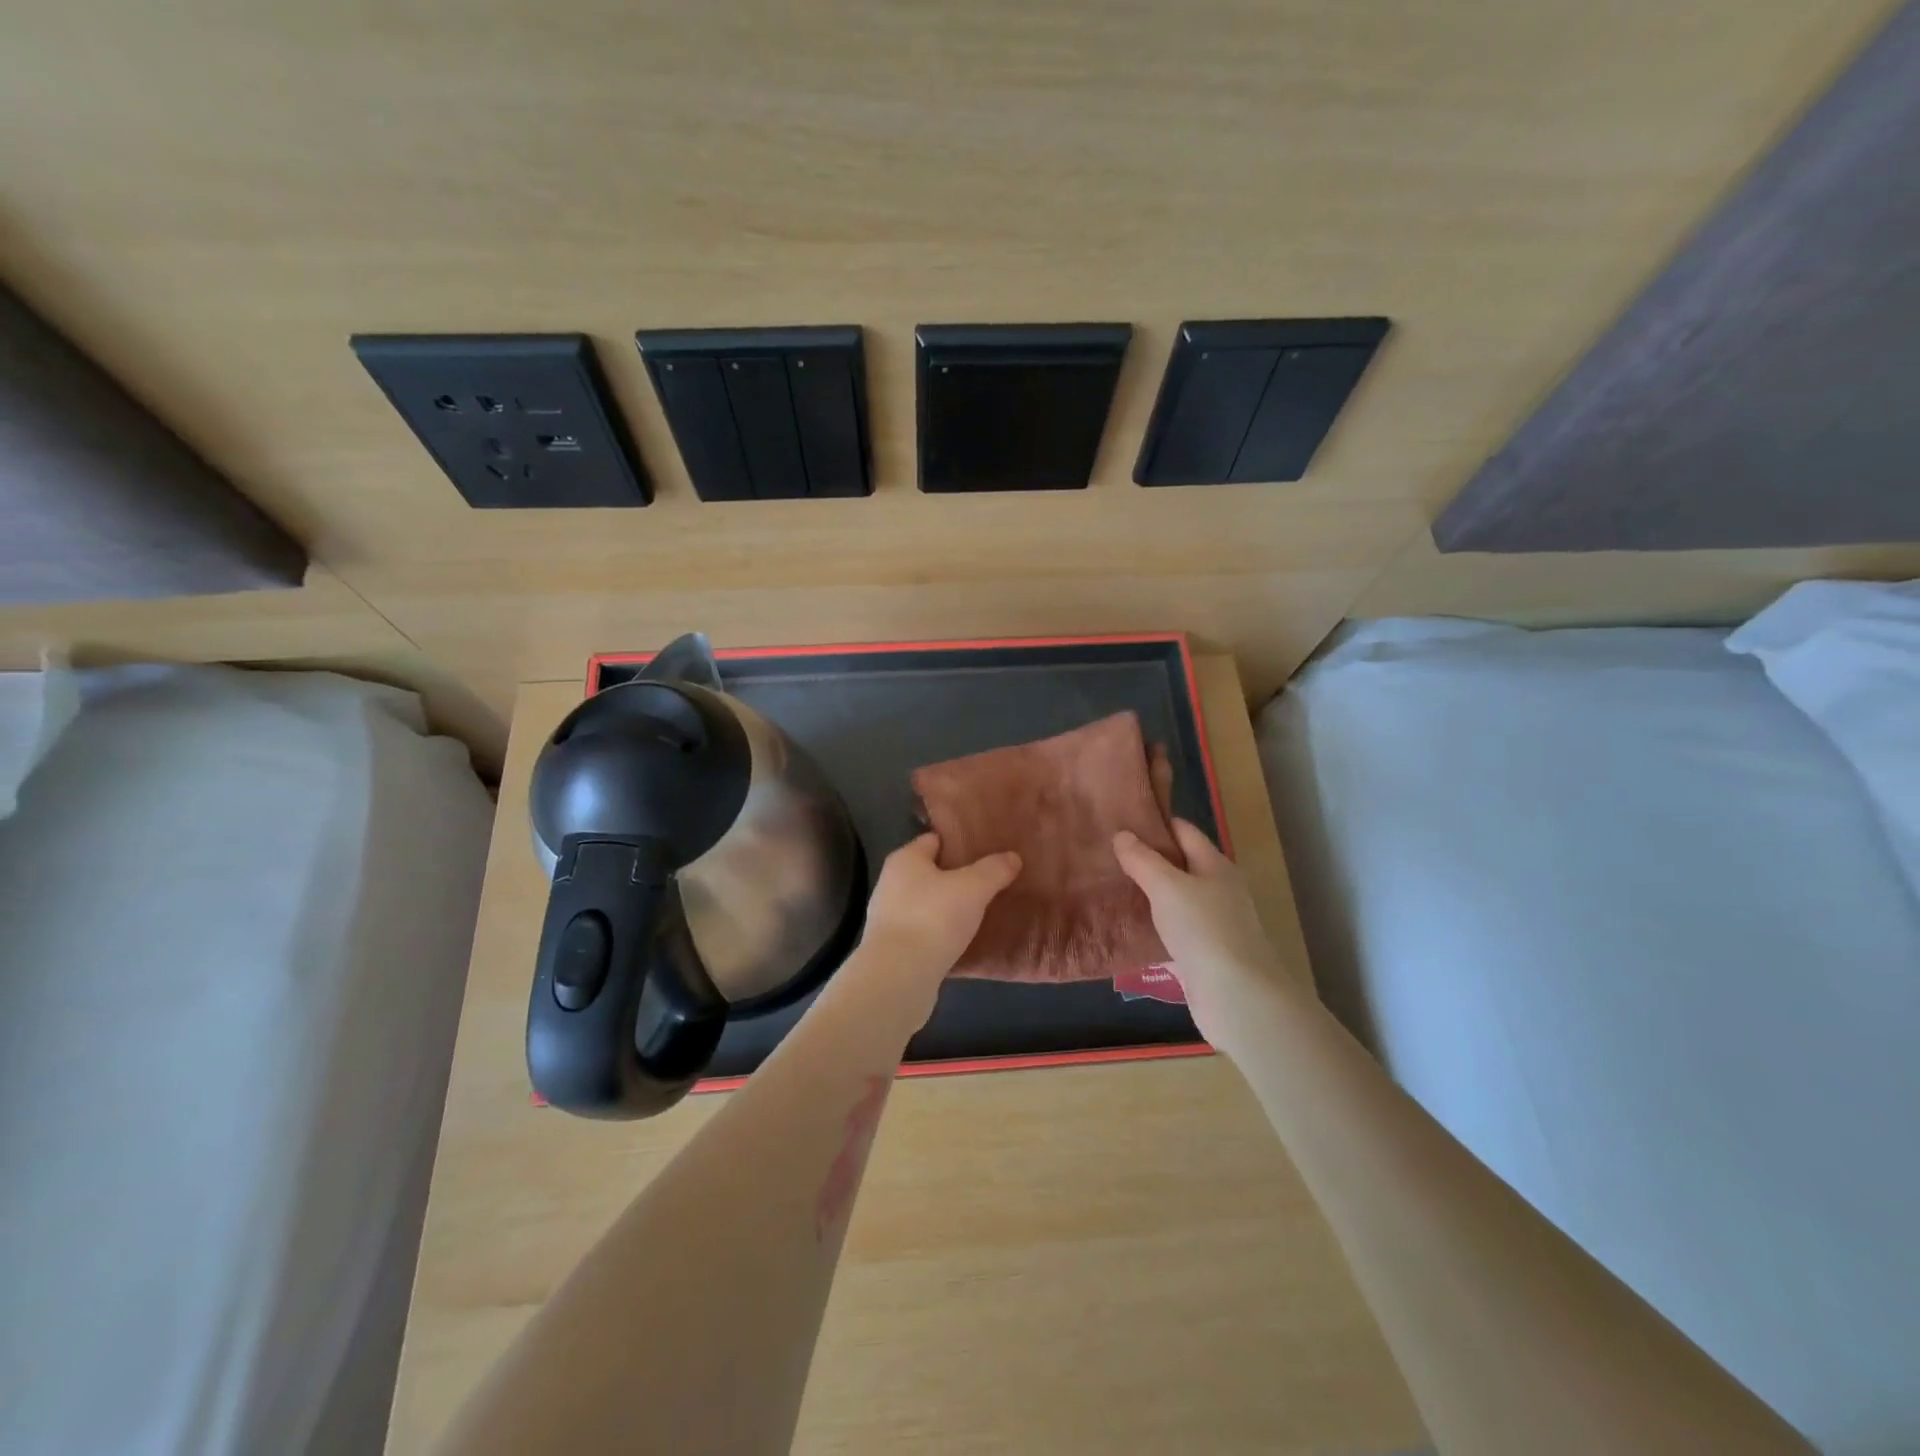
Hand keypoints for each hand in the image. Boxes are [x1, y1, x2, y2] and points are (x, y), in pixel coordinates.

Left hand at [850, 834, 1020, 1017]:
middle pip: (931, 872)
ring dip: (950, 907)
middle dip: (958, 876)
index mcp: (905, 859)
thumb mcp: (973, 888)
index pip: (934, 840)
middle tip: (991, 881)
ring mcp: (890, 917)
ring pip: (928, 903)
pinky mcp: (894, 947)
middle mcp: (892, 883)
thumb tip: (1012, 857)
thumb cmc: (933, 918)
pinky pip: (925, 931)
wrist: (899, 976)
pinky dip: (943, 933)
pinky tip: (965, 940)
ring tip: (982, 911)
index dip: (960, 843)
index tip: (987, 850)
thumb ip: (993, 870)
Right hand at [1113, 820, 1288, 1046]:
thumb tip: (1122, 835)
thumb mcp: (1167, 886)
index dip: (1156, 823)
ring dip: (1149, 894)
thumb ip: (1143, 860)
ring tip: (1110, 886)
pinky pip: (1174, 930)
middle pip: (1180, 865)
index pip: (1184, 831)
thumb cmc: (1203, 928)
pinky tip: (1128, 927)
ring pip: (1176, 899)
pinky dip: (1153, 926)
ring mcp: (1213, 923)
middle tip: (1108, 854)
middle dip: (1148, 858)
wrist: (1236, 994)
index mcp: (1215, 865)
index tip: (1122, 819)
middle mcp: (1218, 890)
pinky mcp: (1204, 953)